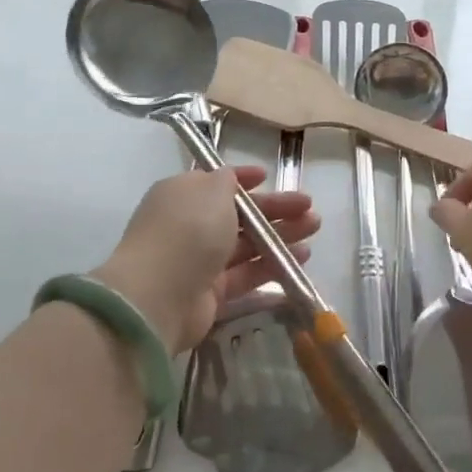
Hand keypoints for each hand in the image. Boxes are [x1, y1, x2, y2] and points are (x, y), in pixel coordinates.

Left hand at [92, 167, 319, 353]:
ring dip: (280, 237)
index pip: (217, 182)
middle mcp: (189, 226)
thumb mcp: (210, 190)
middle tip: (310, 210)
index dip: (244, 179)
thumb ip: (227, 182)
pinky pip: (246, 277)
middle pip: (240, 216)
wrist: (158, 295)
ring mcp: (199, 262)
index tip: (269, 176)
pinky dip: (272, 269)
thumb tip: (230, 180)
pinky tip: (300, 262)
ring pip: (247, 246)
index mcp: (183, 195)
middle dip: (276, 210)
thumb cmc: (187, 230)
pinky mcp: (211, 294)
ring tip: (313, 232)